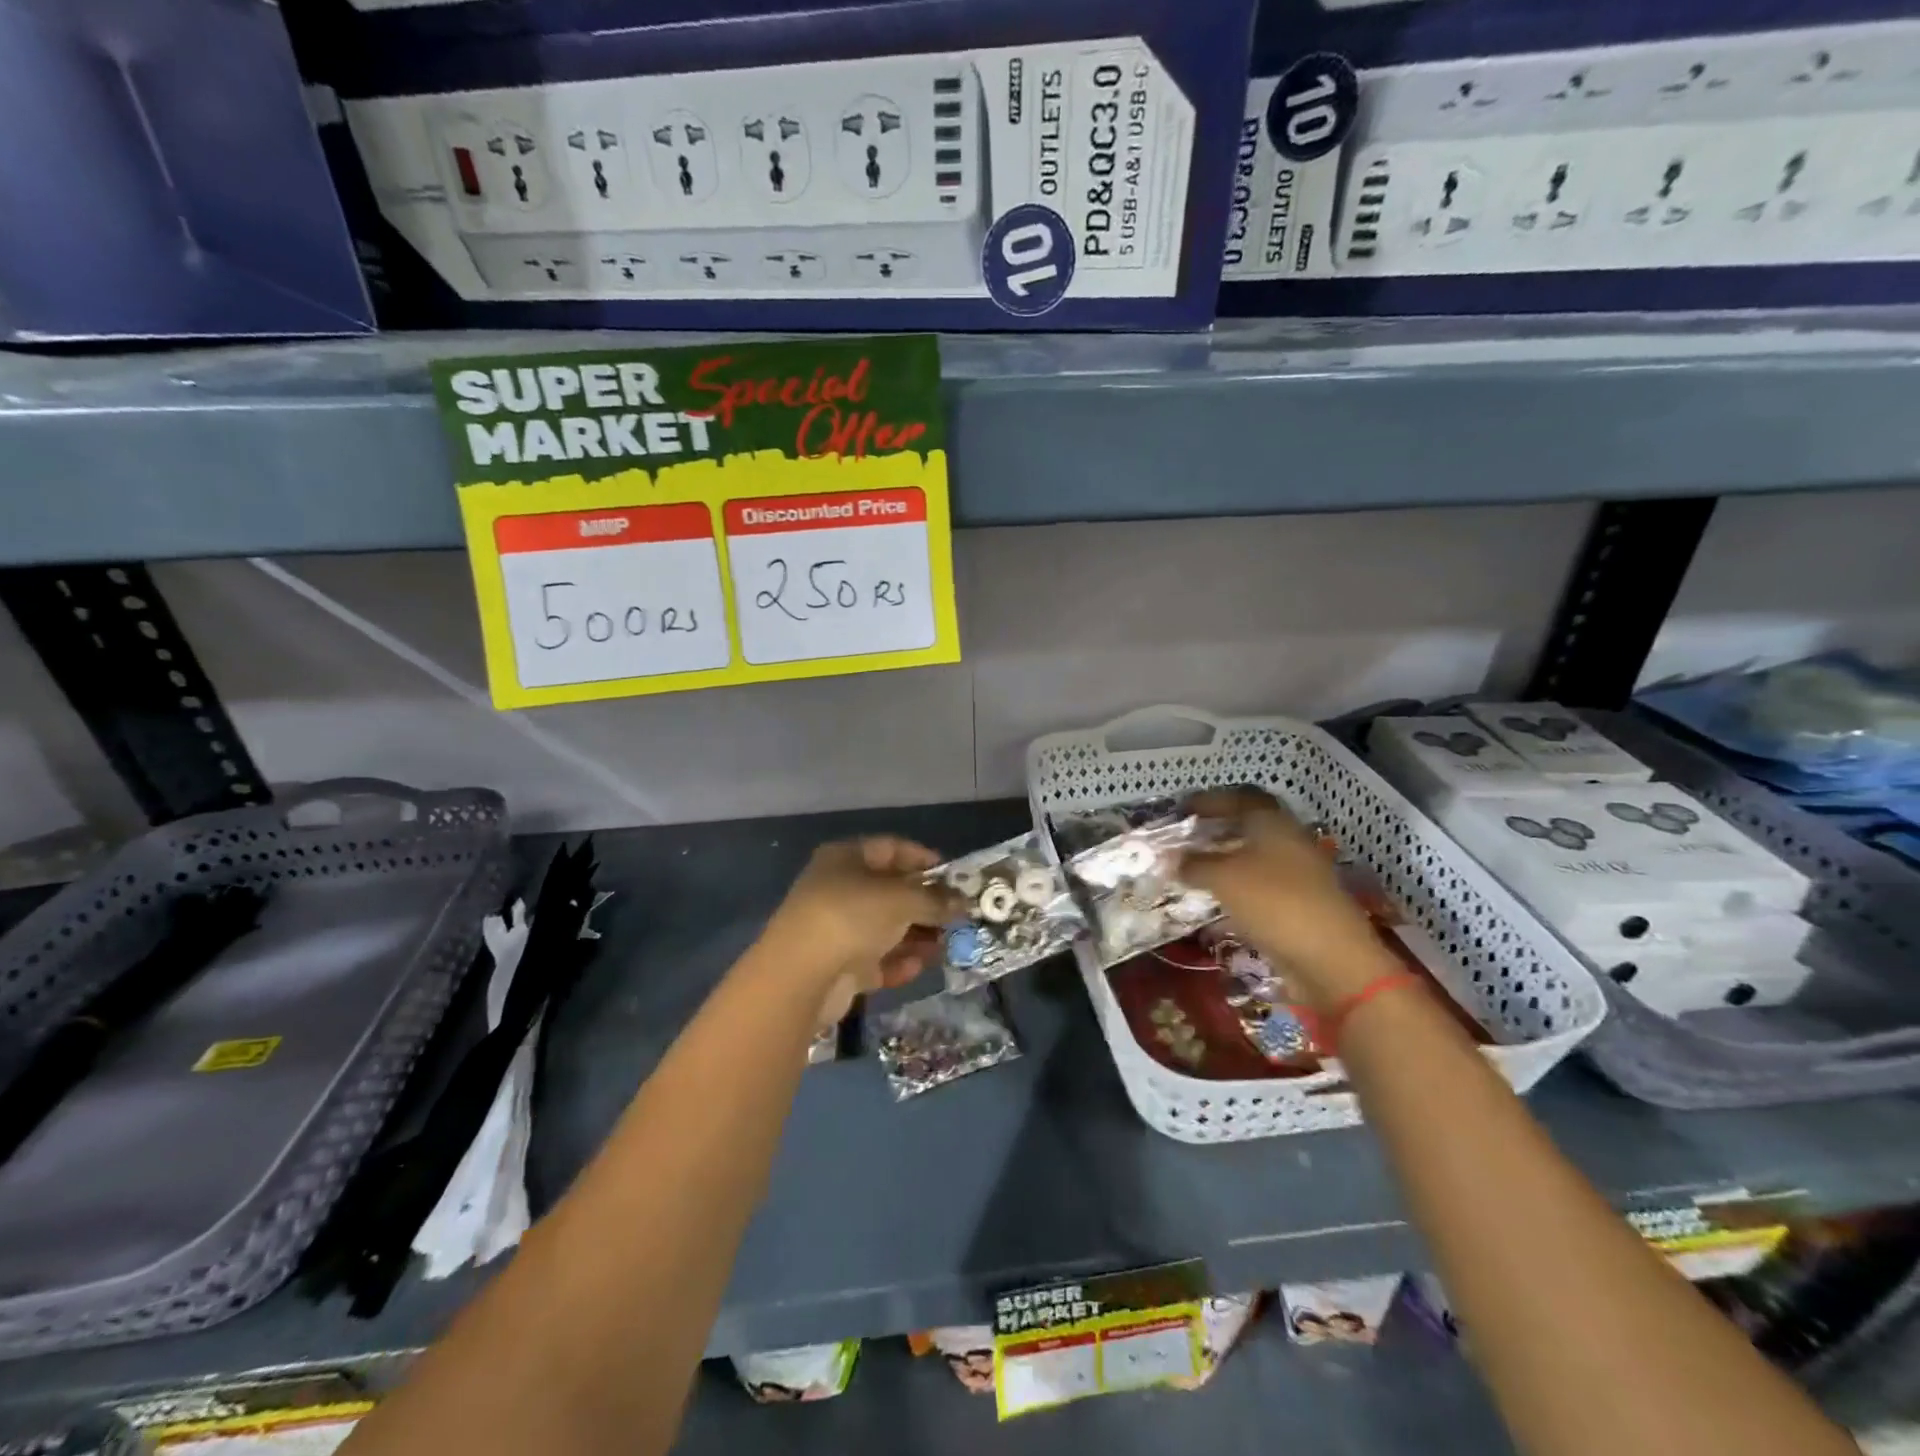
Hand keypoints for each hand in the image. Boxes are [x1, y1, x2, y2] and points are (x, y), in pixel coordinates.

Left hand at [761, 836, 958, 1023]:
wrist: (801, 977)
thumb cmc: (852, 916)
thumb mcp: (901, 899)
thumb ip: (935, 900)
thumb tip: (964, 901)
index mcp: (845, 859)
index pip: (890, 848)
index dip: (923, 858)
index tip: (953, 875)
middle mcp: (838, 889)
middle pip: (890, 891)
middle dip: (925, 904)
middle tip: (958, 916)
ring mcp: (836, 929)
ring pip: (885, 928)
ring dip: (917, 936)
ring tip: (948, 946)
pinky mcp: (838, 965)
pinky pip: (876, 959)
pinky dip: (898, 962)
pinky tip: (920, 966)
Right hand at [1181, 788, 1401, 1009]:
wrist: (1330, 959)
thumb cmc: (1274, 902)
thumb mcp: (1223, 878)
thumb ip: (1194, 864)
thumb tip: (1173, 858)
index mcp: (1273, 823)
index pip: (1240, 797)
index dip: (1211, 800)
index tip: (1183, 809)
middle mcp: (1289, 841)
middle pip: (1249, 825)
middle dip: (1216, 829)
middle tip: (1186, 838)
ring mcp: (1298, 873)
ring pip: (1255, 856)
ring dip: (1225, 859)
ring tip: (1195, 869)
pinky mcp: (1300, 903)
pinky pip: (1261, 884)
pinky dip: (1238, 884)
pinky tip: (1218, 897)